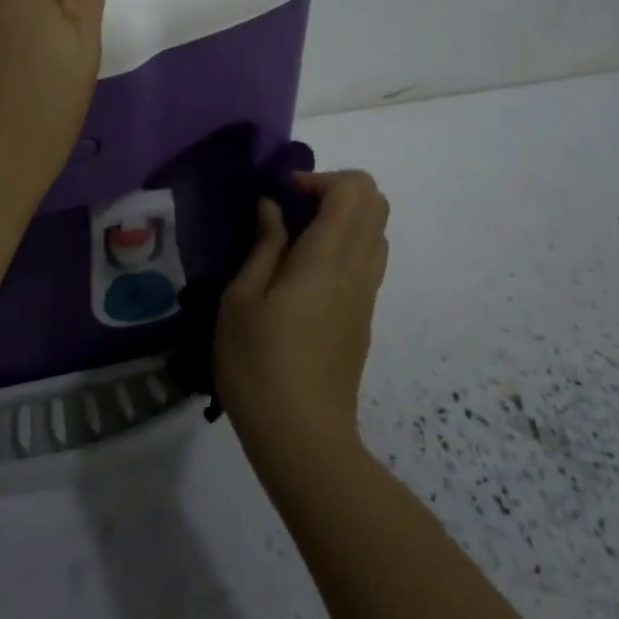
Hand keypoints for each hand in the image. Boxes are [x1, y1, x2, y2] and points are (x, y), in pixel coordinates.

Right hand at [214, 170, 389, 474]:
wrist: (303, 439)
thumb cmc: (260, 364)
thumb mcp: (242, 300)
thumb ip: (264, 245)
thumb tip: (273, 207)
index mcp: (329, 258)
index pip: (354, 189)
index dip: (318, 179)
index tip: (281, 198)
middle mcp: (358, 269)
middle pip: (374, 202)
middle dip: (333, 191)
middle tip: (290, 212)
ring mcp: (366, 294)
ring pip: (376, 231)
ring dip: (341, 219)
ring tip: (295, 241)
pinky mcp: (364, 317)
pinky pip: (368, 260)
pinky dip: (345, 245)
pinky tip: (304, 275)